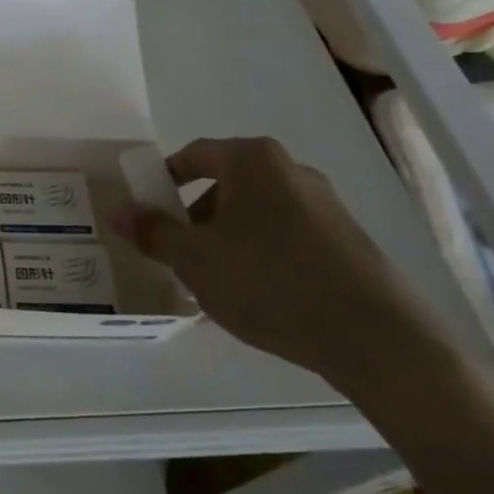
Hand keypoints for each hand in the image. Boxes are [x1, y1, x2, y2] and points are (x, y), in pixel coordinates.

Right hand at [113, 137, 452, 398]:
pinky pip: (285, 235)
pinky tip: (256, 295)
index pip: (193, 155)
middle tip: (176, 252)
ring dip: (226, 238)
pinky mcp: (347, 240)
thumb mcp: (193, 259)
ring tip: (214, 281)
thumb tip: (117, 210)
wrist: (376, 338)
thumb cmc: (269, 281)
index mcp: (252, 160)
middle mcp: (291, 170)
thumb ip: (151, 231)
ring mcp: (325, 205)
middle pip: (225, 184)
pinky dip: (260, 254)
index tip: (146, 211)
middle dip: (193, 216)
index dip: (163, 180)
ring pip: (254, 212)